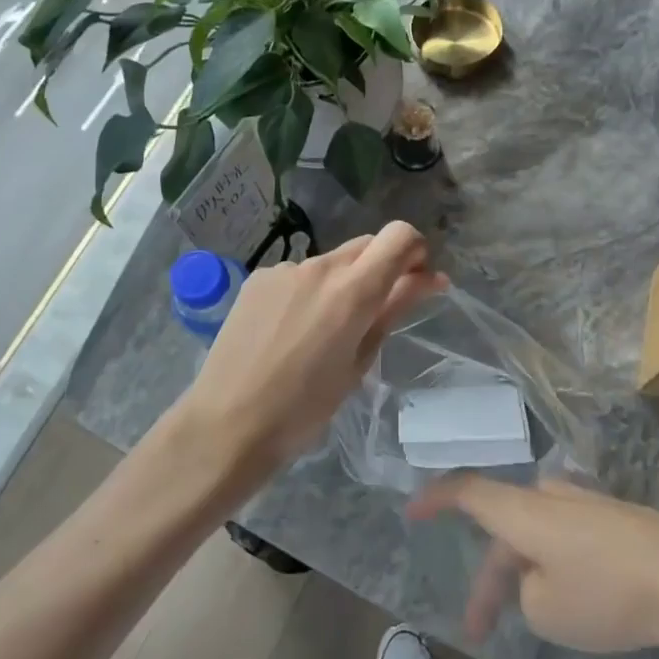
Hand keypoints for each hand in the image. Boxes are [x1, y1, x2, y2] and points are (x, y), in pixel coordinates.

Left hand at [176, 222, 447, 471]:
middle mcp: (320, 267)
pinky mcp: (258, 278)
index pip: (399, 236)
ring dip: (343, 282)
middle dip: (382, 268)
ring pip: (332, 261)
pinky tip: (291, 331)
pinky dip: (309, 292)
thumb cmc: (305, 407)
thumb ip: (394, 309)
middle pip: (367, 244)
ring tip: (324, 332)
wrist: (227, 422)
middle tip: (376, 312)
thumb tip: (432, 278)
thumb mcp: (359, 362)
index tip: (414, 283)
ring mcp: (284, 269)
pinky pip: (299, 274)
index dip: (415, 252)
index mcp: (353, 290)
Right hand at [408, 476, 658, 658]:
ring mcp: (586, 504)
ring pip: (537, 534)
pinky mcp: (617, 519)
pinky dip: (558, 566)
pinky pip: (569, 537)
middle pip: (503, 527)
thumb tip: (540, 576)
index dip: (435, 499)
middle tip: (481, 627)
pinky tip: (580, 599)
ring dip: (526, 573)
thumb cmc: (609, 593)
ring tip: (535, 618)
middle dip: (491, 577)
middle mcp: (549, 497)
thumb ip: (526, 592)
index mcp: (522, 511)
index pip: (466, 492)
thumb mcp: (547, 611)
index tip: (411, 512)